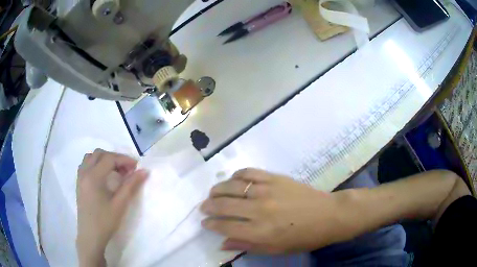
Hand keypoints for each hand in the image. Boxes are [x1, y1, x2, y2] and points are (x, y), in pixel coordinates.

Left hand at [76, 149, 147, 266]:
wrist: (91, 236)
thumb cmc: (105, 221)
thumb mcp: (120, 204)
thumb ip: (131, 185)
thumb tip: (144, 171)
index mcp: (93, 176)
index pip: (109, 158)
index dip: (124, 160)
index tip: (136, 167)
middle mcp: (85, 172)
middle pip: (99, 154)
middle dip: (114, 158)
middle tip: (126, 170)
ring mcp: (80, 177)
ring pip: (91, 157)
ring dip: (104, 159)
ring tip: (114, 172)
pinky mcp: (79, 183)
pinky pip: (86, 165)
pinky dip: (95, 164)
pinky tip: (103, 176)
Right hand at [200, 168, 337, 253]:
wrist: (328, 215)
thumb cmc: (303, 238)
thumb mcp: (275, 249)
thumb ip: (247, 245)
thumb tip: (222, 243)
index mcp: (260, 232)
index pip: (225, 226)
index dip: (211, 224)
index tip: (204, 223)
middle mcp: (260, 210)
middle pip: (224, 205)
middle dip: (209, 206)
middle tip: (204, 207)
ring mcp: (267, 191)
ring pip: (233, 187)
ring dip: (218, 190)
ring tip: (212, 193)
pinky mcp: (275, 178)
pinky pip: (250, 173)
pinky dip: (237, 175)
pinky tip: (233, 180)